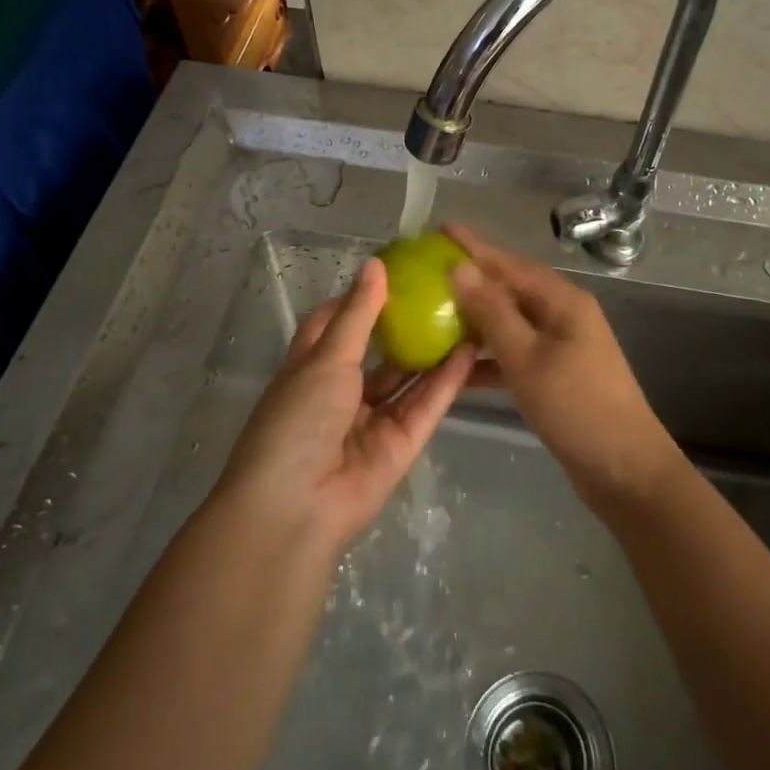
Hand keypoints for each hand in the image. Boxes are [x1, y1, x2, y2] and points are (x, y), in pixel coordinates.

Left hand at [217, 258, 475, 554]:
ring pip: (407, 379)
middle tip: (444, 292)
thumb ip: (358, 313)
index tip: (396, 272)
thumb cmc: (299, 417)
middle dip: (407, 325)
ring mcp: (372, 420)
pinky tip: (471, 352)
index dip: (361, 299)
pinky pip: (425, 407)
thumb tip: (375, 264)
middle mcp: (341, 392)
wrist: (298, 505)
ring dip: (433, 352)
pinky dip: (446, 382)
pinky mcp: (399, 445)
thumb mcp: (327, 356)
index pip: (336, 324)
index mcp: (311, 368)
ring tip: (467, 316)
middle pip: (379, 352)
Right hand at [444, 225, 682, 517]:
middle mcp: (563, 315)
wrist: (625, 470)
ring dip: (475, 321)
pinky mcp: (556, 375)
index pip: (509, 263)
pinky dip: (487, 359)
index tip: (440, 229)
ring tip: (432, 316)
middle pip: (509, 289)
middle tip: (428, 272)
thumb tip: (460, 268)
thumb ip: (492, 312)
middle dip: (471, 281)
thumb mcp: (527, 357)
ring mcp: (561, 346)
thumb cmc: (576, 407)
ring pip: (510, 323)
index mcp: (562, 301)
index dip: (474, 247)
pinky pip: (515, 355)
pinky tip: (455, 368)